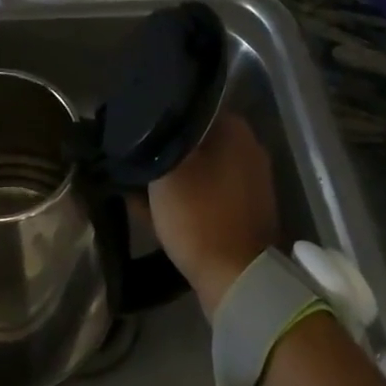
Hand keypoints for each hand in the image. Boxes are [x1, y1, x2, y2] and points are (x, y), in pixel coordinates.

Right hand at [147, 112, 279, 317]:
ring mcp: (250, 182)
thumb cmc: (199, 214)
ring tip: (139, 184)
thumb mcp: (166, 171)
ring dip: (173, 176)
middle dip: (166, 149)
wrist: (236, 278)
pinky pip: (207, 194)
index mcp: (235, 129)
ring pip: (200, 168)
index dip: (160, 116)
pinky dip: (186, 198)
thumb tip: (146, 122)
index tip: (136, 128)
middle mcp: (248, 149)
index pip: (191, 107)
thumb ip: (156, 140)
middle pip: (196, 139)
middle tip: (135, 158)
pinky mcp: (245, 211)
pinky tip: (155, 209)